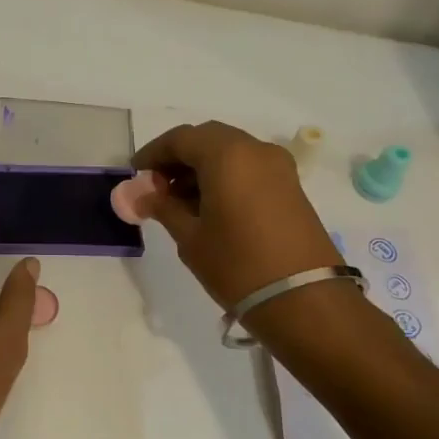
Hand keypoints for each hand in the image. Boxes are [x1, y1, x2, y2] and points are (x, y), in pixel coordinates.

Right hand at [133, 121, 340, 309]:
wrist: (303, 299)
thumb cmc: (236, 264)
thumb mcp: (190, 237)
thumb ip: (162, 207)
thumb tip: (140, 195)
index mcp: (227, 155)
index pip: (180, 138)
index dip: (153, 153)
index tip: (135, 175)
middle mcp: (255, 150)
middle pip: (207, 139)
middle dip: (178, 158)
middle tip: (156, 187)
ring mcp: (278, 167)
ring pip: (230, 152)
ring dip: (201, 168)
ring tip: (179, 202)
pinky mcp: (290, 186)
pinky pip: (248, 167)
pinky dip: (224, 177)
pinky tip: (208, 207)